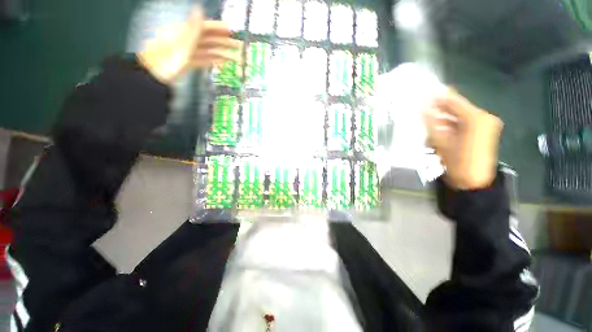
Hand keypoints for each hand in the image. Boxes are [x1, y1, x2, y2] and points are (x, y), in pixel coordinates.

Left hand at [137, 8, 241, 84]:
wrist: (154, 77)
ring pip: (208, 50)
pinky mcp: (188, 62)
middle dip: (226, 42)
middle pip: (209, 39)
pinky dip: (214, 60)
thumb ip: (193, 28)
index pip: (206, 27)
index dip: (220, 28)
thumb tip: (200, 8)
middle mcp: (187, 40)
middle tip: (240, 47)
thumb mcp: (181, 44)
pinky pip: (203, 59)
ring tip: (236, 58)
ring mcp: (188, 52)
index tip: (233, 31)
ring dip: (223, 53)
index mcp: (184, 32)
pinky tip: (223, 62)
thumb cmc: (167, 60)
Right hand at [424, 89, 503, 189]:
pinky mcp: (483, 132)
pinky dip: (450, 124)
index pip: (454, 101)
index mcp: (476, 119)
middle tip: (422, 107)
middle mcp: (483, 118)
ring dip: (443, 117)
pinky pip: (463, 123)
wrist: (474, 182)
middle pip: (457, 108)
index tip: (423, 93)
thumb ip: (431, 123)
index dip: (437, 97)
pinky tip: (438, 128)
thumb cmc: (458, 162)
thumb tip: (421, 109)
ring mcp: (484, 125)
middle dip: (439, 108)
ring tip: (427, 120)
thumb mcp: (441, 142)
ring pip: (459, 116)